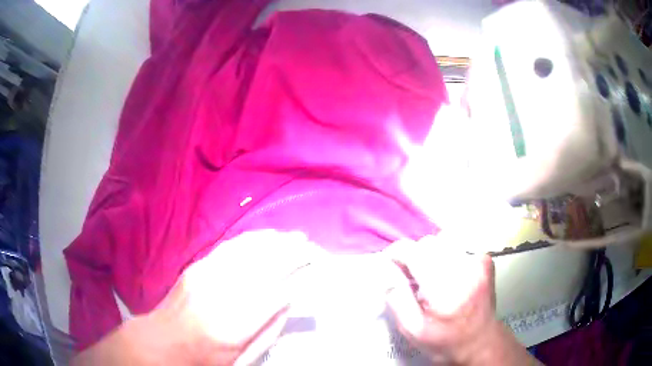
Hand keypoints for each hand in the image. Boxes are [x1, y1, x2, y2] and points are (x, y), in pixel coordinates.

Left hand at [74, 230, 325, 365]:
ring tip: (294, 236)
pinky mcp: (197, 267)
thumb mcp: (241, 359)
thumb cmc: (205, 358)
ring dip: (274, 242)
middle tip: (311, 245)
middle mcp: (220, 294)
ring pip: (247, 252)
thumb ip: (268, 331)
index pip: (274, 292)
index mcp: (234, 325)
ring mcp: (205, 276)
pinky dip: (251, 239)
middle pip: (262, 267)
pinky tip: (265, 234)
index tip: (314, 266)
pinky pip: (229, 247)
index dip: (297, 276)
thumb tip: (288, 301)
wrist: (163, 341)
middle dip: (290, 253)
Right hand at [384, 235, 537, 364]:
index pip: (416, 253)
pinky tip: (448, 277)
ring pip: (443, 242)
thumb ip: (398, 302)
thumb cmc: (446, 341)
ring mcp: (478, 261)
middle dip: (414, 255)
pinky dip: (447, 257)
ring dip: (431, 255)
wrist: (481, 341)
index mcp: (445, 289)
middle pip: (429, 243)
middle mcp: (465, 269)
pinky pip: (458, 247)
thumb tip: (388, 275)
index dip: (397, 252)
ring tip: (430, 277)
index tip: (389, 260)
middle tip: (410, 276)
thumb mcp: (414, 331)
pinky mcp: (485, 260)